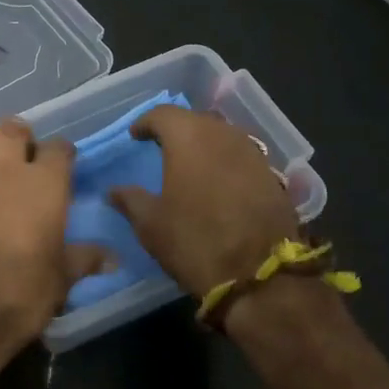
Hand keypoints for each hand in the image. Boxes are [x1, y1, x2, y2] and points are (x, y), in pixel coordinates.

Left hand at [0, 119, 106, 353]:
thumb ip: (85, 258)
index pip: (59, 148)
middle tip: (20, 155)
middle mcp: (7, 169)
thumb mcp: (63, 278)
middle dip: (19, 136)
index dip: (61, 154)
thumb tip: (115, 258)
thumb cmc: (24, 292)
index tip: (62, 165)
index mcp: (45, 184)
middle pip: (12, 128)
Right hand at [108, 106, 299, 296]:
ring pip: (222, 136)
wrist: (260, 275)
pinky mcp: (273, 176)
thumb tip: (114, 190)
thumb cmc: (195, 241)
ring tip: (190, 163)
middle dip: (177, 130)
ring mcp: (253, 154)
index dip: (145, 122)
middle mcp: (224, 135)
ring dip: (204, 144)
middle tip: (160, 147)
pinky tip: (217, 182)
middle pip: (196, 120)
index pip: (163, 114)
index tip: (135, 136)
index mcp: (189, 138)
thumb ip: (130, 200)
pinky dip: (225, 162)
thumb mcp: (151, 224)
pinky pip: (241, 156)